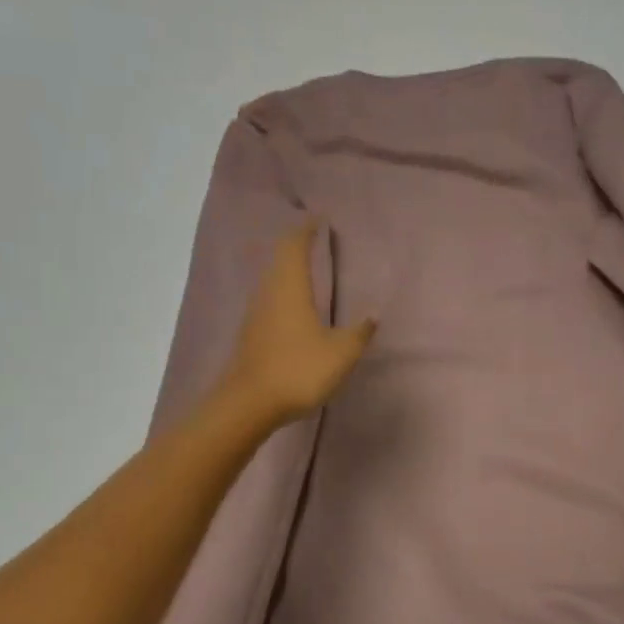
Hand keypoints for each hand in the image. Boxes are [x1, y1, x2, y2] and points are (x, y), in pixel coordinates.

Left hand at [222, 219, 375, 426]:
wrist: (249, 405)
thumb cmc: (298, 370)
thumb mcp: (340, 353)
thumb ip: (359, 332)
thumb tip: (373, 314)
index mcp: (290, 288)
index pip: (295, 247)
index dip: (305, 230)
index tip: (317, 219)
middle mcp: (269, 294)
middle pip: (279, 260)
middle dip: (296, 246)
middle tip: (313, 239)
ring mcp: (256, 315)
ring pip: (272, 281)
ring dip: (287, 270)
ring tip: (306, 269)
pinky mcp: (251, 335)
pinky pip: (269, 302)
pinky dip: (282, 293)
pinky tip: (293, 307)